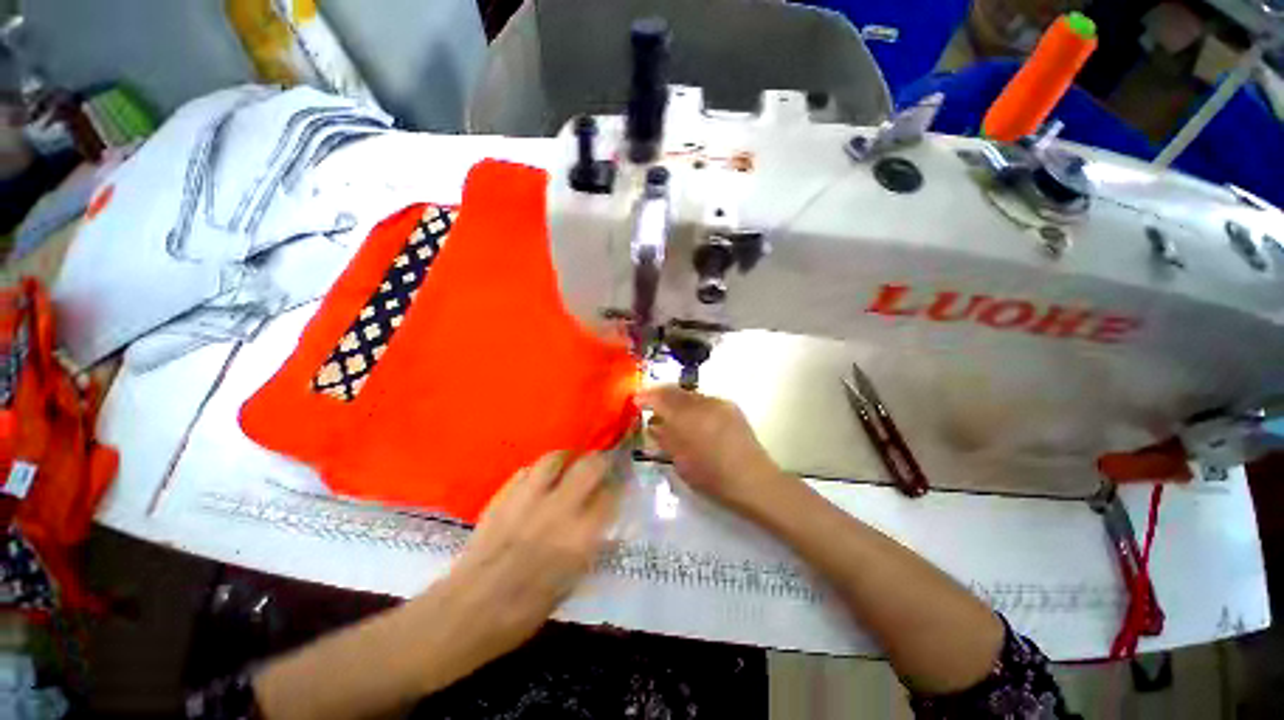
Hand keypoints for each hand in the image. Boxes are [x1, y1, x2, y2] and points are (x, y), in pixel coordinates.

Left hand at [436, 451, 620, 661]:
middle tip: (602, 464)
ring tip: (571, 463)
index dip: (618, 486)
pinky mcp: (503, 496)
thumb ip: (589, 548)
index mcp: (579, 538)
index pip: (610, 496)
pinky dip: (539, 470)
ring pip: (556, 458)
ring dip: (568, 458)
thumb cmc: (522, 613)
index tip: (620, 483)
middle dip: (602, 461)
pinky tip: (540, 480)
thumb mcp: (569, 586)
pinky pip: (527, 470)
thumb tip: (602, 523)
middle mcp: (558, 511)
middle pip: (590, 467)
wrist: (465, 613)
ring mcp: (528, 499)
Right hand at [637, 385, 782, 512]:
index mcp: (688, 418)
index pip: (661, 398)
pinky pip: (704, 399)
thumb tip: (653, 425)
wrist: (753, 480)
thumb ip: (665, 439)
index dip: (646, 397)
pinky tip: (691, 416)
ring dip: (676, 399)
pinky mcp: (730, 406)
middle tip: (649, 402)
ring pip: (690, 394)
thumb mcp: (681, 462)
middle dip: (660, 394)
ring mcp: (719, 403)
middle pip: (675, 391)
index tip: (635, 400)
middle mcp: (702, 403)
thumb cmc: (712, 478)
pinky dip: (692, 404)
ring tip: (669, 411)